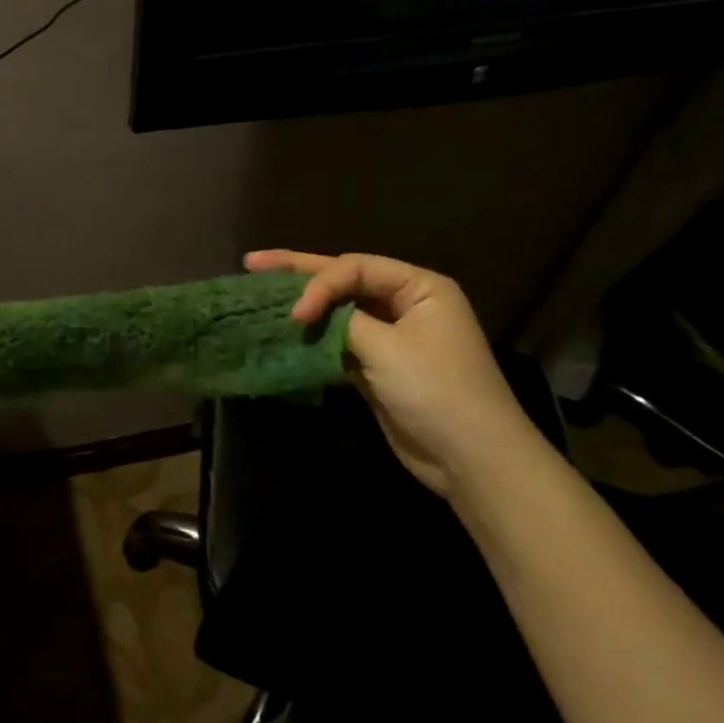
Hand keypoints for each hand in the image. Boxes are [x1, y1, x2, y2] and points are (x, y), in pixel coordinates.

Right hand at [245, 249, 548, 499]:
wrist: (471, 459)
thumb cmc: (436, 391)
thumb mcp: (387, 348)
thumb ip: (342, 321)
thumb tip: (305, 315)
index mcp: (419, 288)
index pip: (355, 268)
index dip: (319, 284)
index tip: (295, 314)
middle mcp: (405, 304)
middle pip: (344, 280)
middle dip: (298, 272)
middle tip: (252, 262)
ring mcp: (390, 336)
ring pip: (337, 311)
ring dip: (303, 306)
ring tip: (259, 292)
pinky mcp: (377, 366)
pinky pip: (337, 341)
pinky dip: (311, 338)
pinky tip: (282, 332)